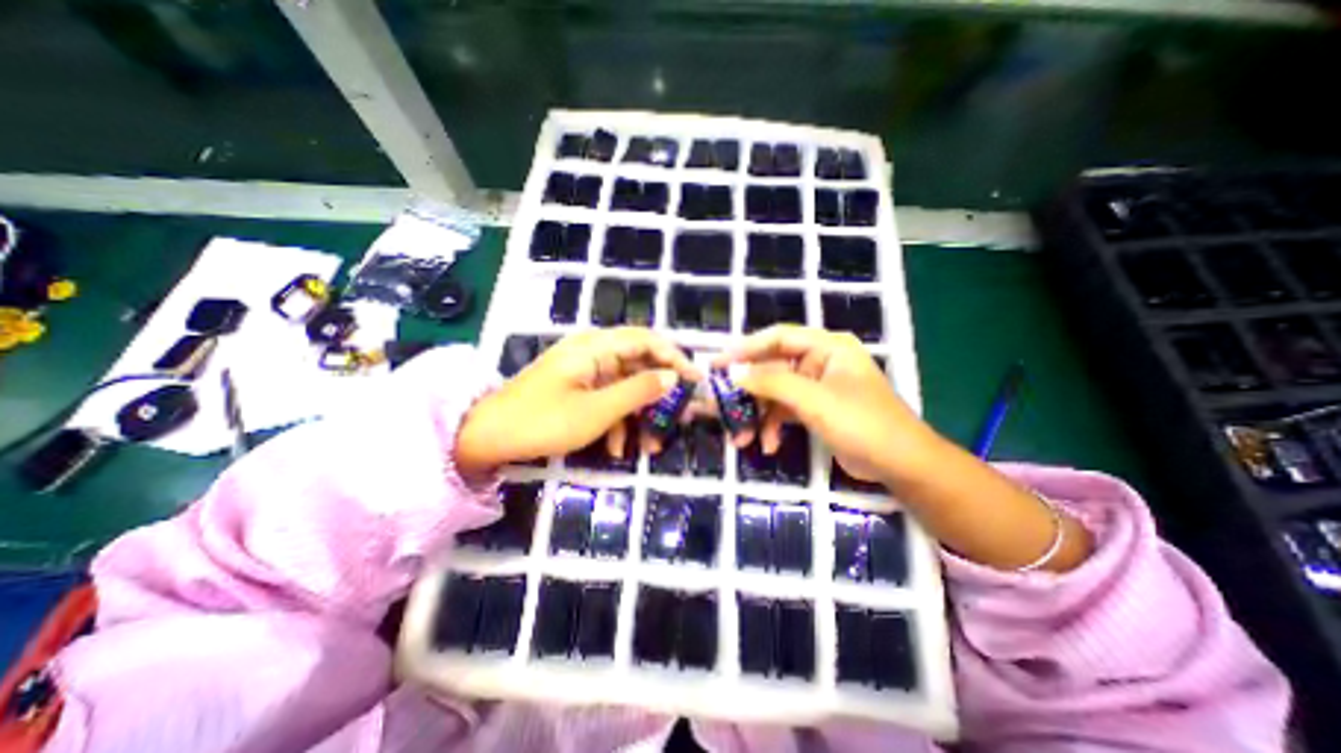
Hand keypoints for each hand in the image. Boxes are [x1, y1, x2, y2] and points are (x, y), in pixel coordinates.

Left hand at [457, 326, 703, 473]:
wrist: (487, 438)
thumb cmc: (543, 421)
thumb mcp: (597, 411)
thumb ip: (638, 391)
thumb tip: (672, 378)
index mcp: (596, 347)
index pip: (647, 340)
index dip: (674, 357)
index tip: (695, 380)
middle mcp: (593, 351)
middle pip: (639, 363)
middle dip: (659, 393)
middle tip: (677, 416)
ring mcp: (585, 371)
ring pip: (625, 385)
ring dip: (639, 413)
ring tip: (649, 445)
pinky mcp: (578, 388)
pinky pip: (608, 398)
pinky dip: (618, 420)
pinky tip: (618, 447)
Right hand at [718, 327, 935, 483]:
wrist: (901, 465)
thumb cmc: (862, 423)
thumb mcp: (814, 401)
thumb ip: (772, 383)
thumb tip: (733, 372)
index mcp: (827, 347)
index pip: (778, 338)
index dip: (746, 348)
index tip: (718, 363)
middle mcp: (820, 361)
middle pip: (773, 368)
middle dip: (749, 391)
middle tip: (720, 403)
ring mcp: (817, 386)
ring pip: (776, 393)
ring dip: (758, 415)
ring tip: (741, 438)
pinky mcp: (816, 409)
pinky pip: (785, 411)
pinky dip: (774, 426)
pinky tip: (768, 445)